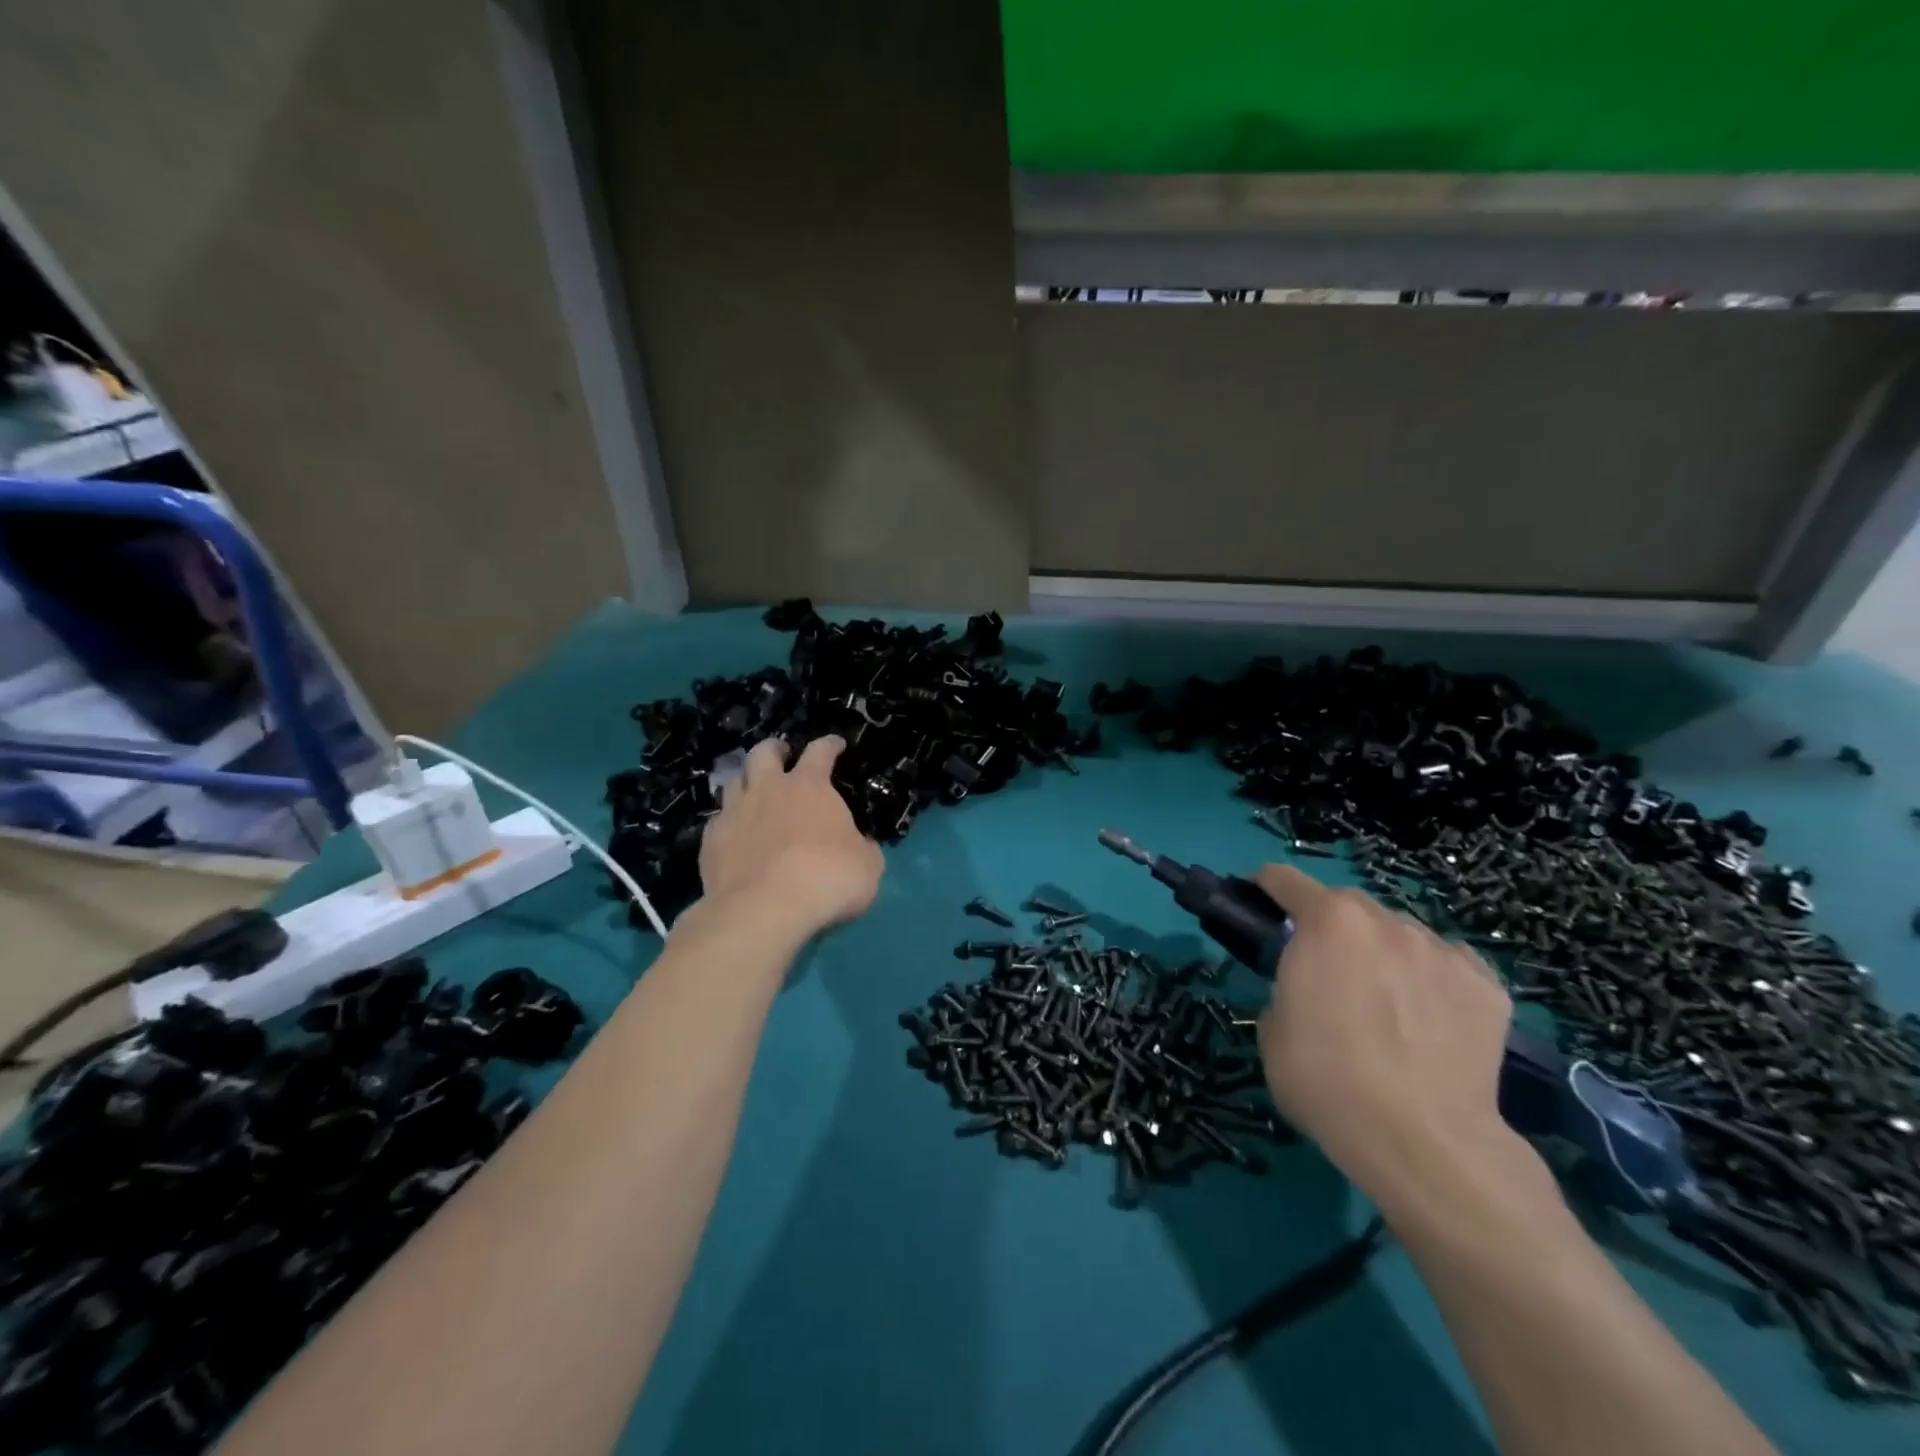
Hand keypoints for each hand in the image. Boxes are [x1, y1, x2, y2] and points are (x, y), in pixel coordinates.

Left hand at [697, 736, 883, 939]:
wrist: (764, 910)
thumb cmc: (827, 878)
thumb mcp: (868, 866)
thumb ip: (864, 848)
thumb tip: (862, 845)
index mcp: (810, 786)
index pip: (820, 751)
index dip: (830, 744)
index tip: (836, 744)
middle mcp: (768, 789)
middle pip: (764, 752)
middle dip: (775, 750)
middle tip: (783, 756)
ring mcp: (734, 812)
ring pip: (733, 781)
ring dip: (746, 781)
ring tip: (753, 791)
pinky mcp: (710, 841)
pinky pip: (718, 820)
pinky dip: (728, 822)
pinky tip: (734, 835)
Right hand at [1252, 864, 1532, 1210]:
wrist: (1423, 1142)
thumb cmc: (1326, 1080)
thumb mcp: (1273, 1030)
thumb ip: (1286, 989)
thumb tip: (1305, 990)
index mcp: (1327, 923)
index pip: (1286, 880)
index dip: (1266, 888)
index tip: (1259, 905)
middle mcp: (1386, 922)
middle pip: (1348, 905)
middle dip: (1330, 924)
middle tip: (1325, 966)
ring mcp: (1442, 952)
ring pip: (1401, 933)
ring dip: (1383, 950)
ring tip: (1385, 998)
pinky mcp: (1488, 987)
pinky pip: (1447, 966)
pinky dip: (1431, 979)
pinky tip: (1429, 1017)